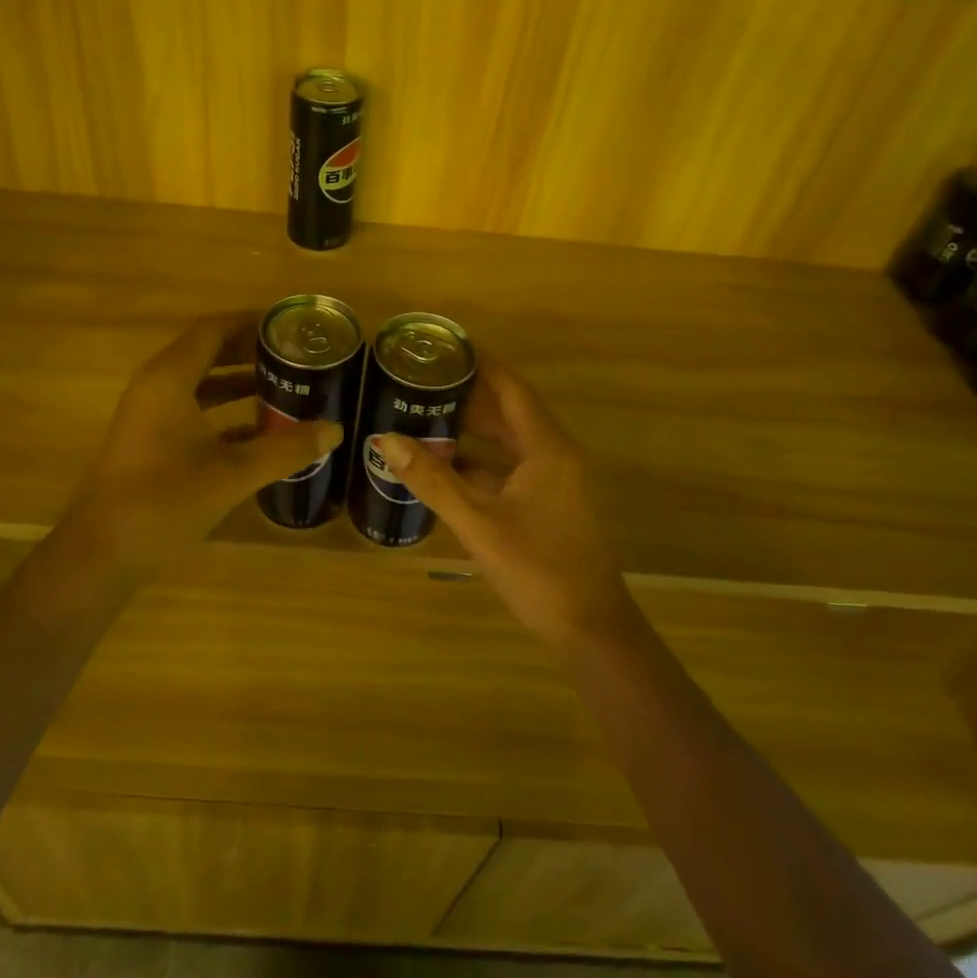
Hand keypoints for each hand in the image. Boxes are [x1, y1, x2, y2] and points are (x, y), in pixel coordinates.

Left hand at [63, 313, 342, 573]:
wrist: (102, 553)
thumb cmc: (165, 501)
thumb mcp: (234, 474)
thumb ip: (286, 449)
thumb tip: (335, 429)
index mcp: (170, 378)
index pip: (213, 329)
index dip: (250, 322)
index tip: (288, 325)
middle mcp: (156, 385)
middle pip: (206, 350)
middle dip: (249, 350)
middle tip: (294, 354)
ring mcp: (149, 413)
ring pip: (199, 382)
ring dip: (237, 380)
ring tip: (283, 384)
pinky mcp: (148, 439)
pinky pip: (190, 408)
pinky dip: (222, 410)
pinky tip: (257, 430)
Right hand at [373, 361, 633, 651]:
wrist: (590, 630)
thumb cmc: (538, 570)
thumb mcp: (479, 523)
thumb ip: (433, 480)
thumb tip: (386, 440)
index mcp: (546, 448)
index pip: (511, 388)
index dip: (481, 364)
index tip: (444, 348)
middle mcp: (553, 455)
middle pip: (508, 411)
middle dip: (468, 395)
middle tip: (423, 382)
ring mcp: (553, 481)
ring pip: (508, 442)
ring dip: (472, 430)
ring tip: (425, 415)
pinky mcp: (547, 504)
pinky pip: (509, 468)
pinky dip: (479, 462)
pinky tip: (444, 467)